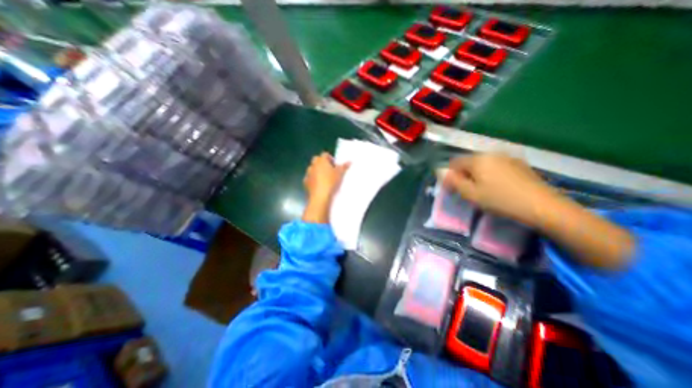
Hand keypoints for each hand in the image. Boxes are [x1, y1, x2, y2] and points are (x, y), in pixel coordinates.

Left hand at [303, 153, 349, 222]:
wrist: (320, 196)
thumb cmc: (331, 182)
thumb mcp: (340, 174)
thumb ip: (344, 167)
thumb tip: (349, 162)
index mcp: (321, 160)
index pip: (325, 154)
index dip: (330, 158)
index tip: (335, 165)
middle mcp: (313, 165)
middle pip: (316, 160)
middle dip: (322, 163)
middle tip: (329, 170)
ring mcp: (308, 173)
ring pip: (312, 169)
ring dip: (317, 171)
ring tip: (324, 179)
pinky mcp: (305, 182)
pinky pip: (309, 178)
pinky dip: (313, 180)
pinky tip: (319, 186)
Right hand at [443, 154, 554, 226]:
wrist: (541, 205)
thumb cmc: (500, 200)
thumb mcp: (471, 194)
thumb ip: (453, 181)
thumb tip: (440, 171)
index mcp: (478, 159)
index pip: (455, 162)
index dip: (451, 174)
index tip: (455, 188)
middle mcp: (491, 153)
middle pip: (469, 162)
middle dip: (465, 174)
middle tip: (469, 191)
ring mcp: (507, 157)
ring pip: (483, 164)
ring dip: (478, 174)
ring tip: (485, 189)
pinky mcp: (519, 163)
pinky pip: (497, 166)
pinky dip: (492, 174)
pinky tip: (500, 187)